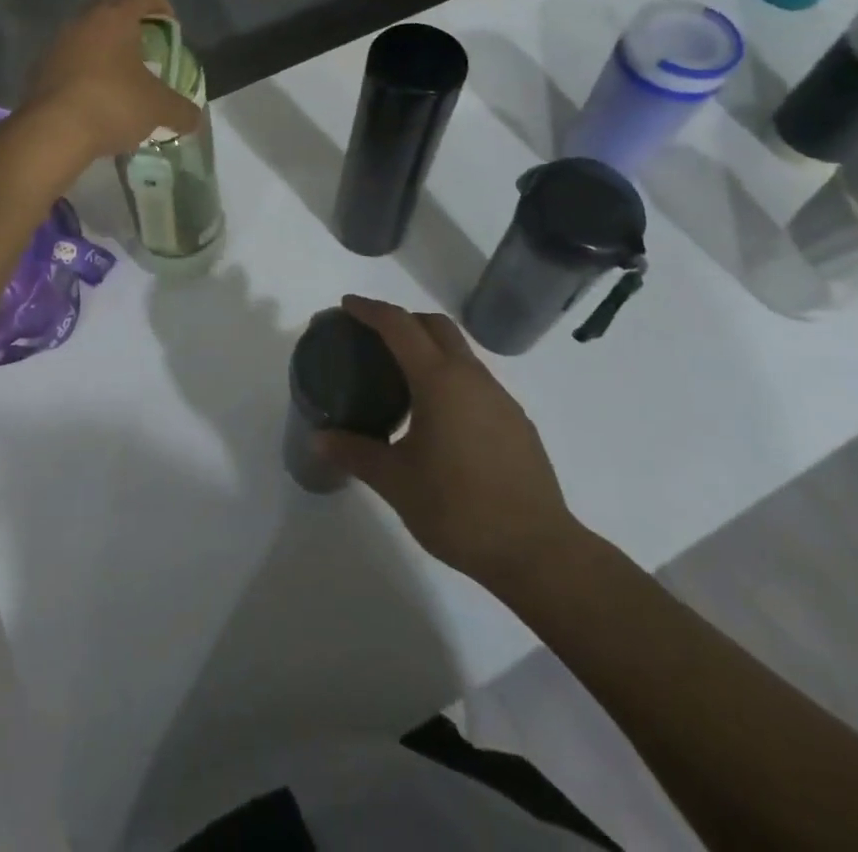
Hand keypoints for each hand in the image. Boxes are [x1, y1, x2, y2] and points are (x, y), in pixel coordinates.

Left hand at [23, 0, 203, 160]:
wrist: (52, 132)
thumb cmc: (113, 104)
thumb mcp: (159, 109)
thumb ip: (182, 110)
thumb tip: (194, 118)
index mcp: (115, 16)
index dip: (162, 6)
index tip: (171, 28)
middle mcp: (82, 20)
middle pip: (110, 9)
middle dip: (129, 26)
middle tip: (144, 51)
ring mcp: (56, 43)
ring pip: (86, 36)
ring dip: (103, 50)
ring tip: (119, 78)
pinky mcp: (38, 69)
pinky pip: (68, 61)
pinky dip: (83, 72)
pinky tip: (93, 98)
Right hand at [317, 296, 590, 598]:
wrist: (537, 551)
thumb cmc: (459, 509)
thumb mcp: (396, 482)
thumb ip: (355, 454)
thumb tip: (320, 439)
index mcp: (439, 381)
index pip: (399, 326)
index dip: (371, 310)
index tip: (347, 306)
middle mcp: (472, 377)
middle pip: (435, 326)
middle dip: (403, 320)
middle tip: (373, 338)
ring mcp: (500, 398)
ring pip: (460, 352)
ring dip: (429, 349)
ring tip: (402, 379)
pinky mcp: (516, 421)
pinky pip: (476, 381)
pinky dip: (450, 377)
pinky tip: (439, 416)